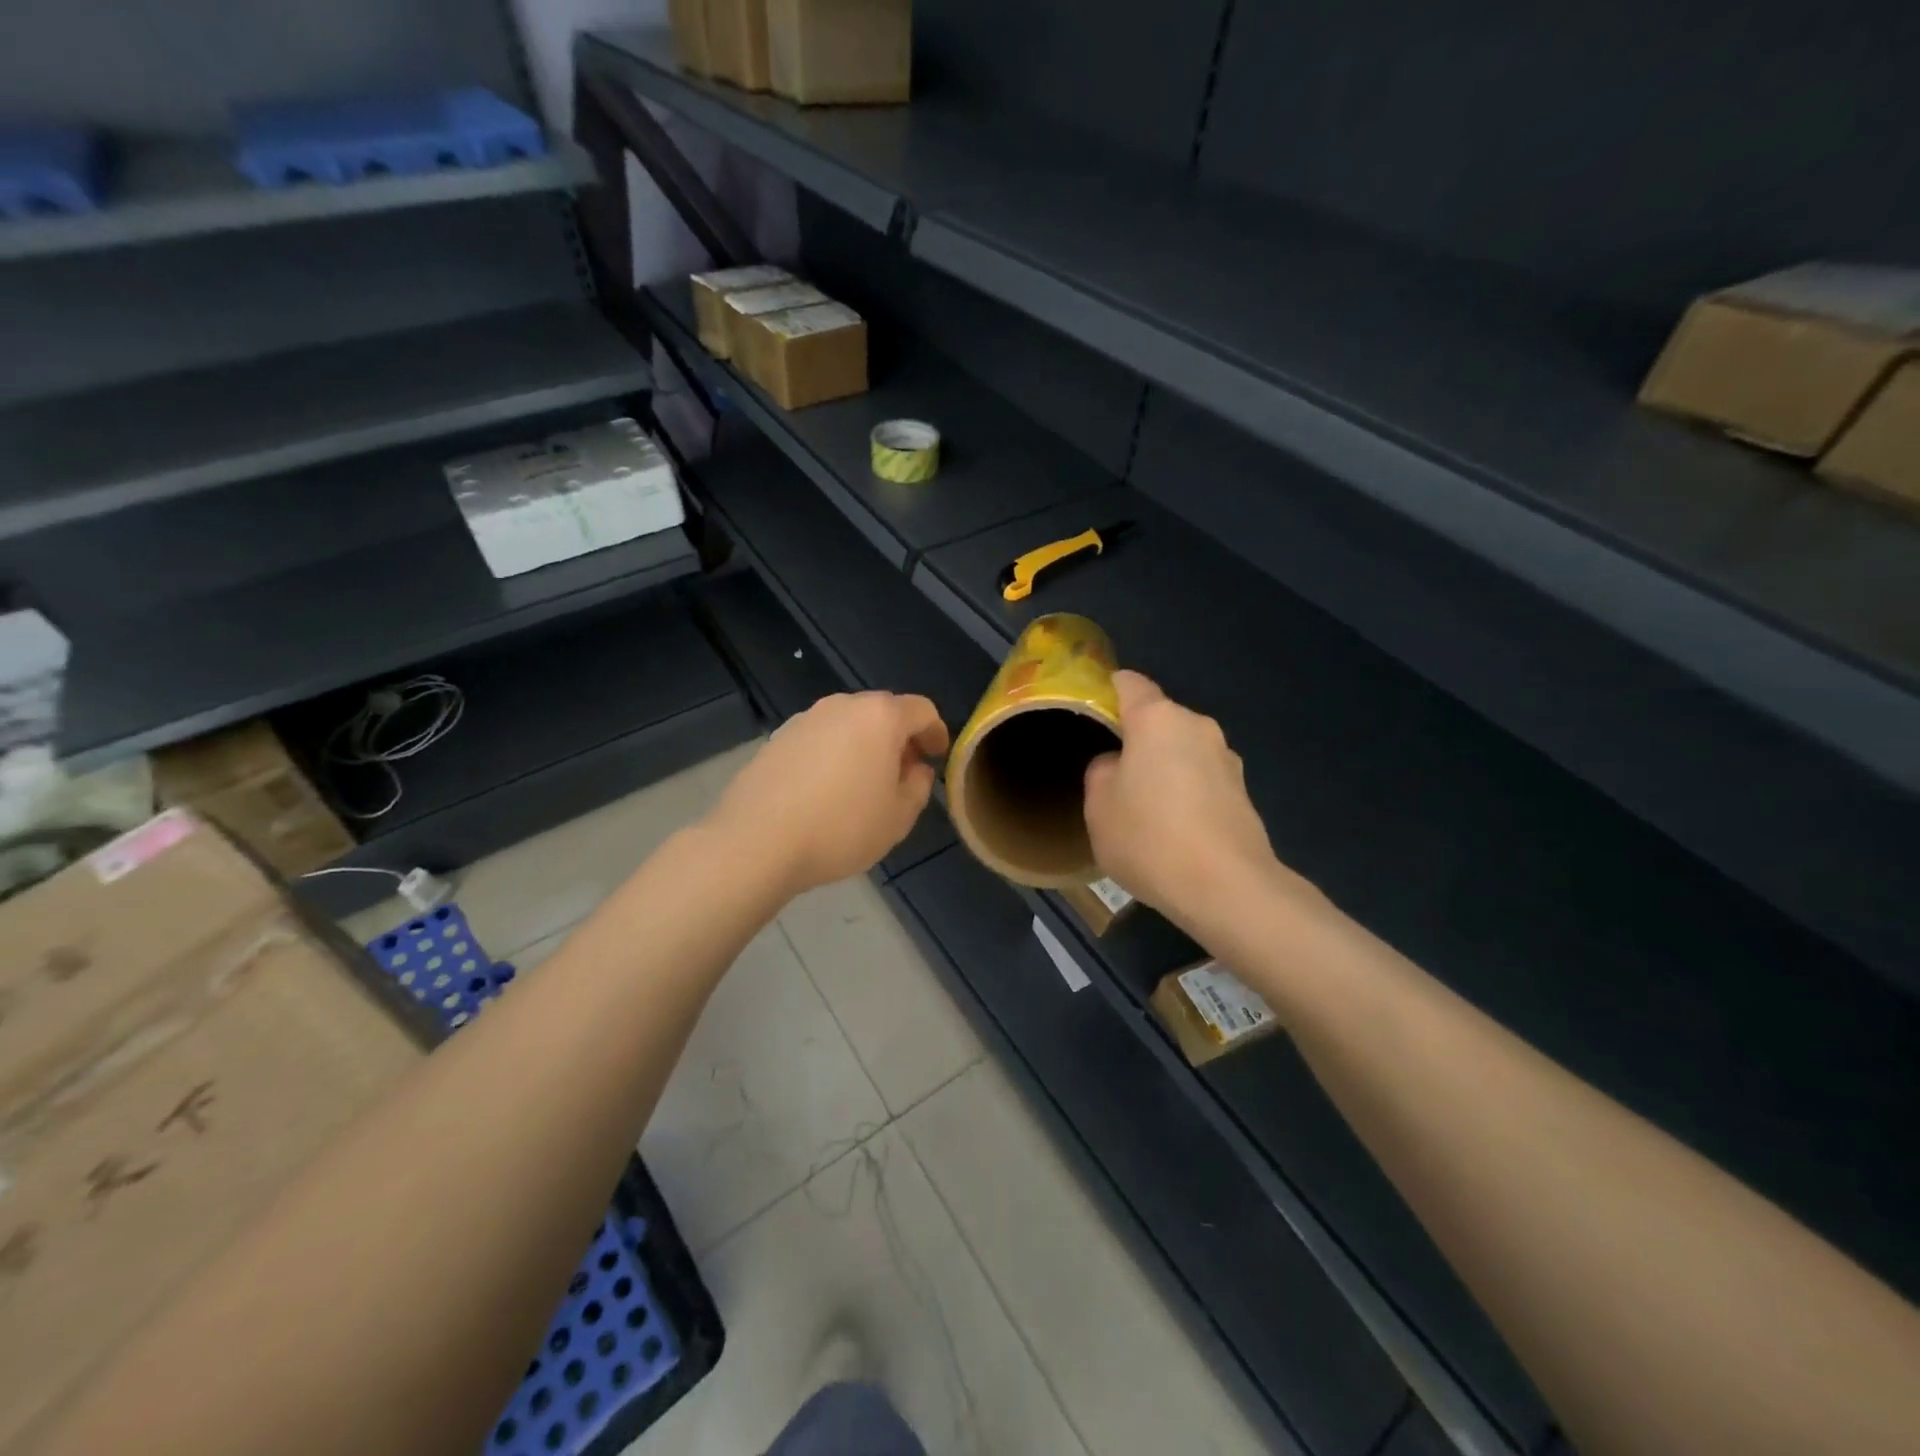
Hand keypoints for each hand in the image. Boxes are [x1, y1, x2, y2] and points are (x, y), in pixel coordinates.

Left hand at [710, 691, 949, 896]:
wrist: (758, 841)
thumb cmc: (841, 827)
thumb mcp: (898, 817)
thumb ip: (919, 786)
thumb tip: (916, 769)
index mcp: (881, 717)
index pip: (922, 710)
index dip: (935, 732)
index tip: (936, 757)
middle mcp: (843, 705)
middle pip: (883, 711)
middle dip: (899, 738)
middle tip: (903, 773)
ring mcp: (806, 719)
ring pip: (849, 724)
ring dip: (864, 745)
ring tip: (863, 784)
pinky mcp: (778, 738)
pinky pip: (820, 738)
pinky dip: (833, 754)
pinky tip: (826, 789)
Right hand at [1084, 671, 1319, 933]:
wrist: (1226, 888)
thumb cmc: (1150, 837)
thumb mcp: (1098, 807)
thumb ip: (1101, 771)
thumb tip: (1118, 764)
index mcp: (1157, 719)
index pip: (1129, 683)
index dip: (1108, 690)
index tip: (1093, 710)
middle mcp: (1197, 726)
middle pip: (1159, 719)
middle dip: (1137, 738)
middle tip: (1114, 774)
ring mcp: (1227, 759)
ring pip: (1182, 750)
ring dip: (1164, 768)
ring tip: (1145, 807)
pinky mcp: (1243, 792)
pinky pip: (1202, 779)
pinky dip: (1186, 792)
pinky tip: (1174, 829)